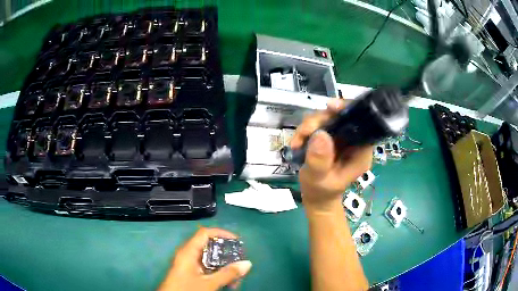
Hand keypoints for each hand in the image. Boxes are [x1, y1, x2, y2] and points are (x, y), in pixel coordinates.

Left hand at [158, 228, 251, 290]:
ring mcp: (189, 264)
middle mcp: (188, 255)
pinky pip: (207, 268)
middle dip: (227, 255)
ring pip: (210, 260)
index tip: (237, 241)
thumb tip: (247, 263)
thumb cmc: (186, 289)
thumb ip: (228, 274)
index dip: (221, 233)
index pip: (205, 233)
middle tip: (240, 263)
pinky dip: (218, 274)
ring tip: (237, 279)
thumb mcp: (209, 283)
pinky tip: (228, 284)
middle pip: (210, 247)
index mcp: (188, 252)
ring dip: (225, 268)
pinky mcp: (191, 273)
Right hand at [290, 98, 372, 211]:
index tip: (330, 107)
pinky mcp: (330, 137)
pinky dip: (305, 131)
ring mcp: (341, 138)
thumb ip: (320, 160)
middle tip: (304, 133)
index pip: (362, 122)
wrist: (316, 198)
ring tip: (297, 142)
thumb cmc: (321, 192)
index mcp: (361, 151)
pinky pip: (318, 124)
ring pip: (327, 117)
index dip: (348, 110)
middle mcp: (354, 141)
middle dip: (320, 120)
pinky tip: (297, 143)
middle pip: (341, 116)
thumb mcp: (319, 179)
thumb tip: (320, 134)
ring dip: (309, 126)